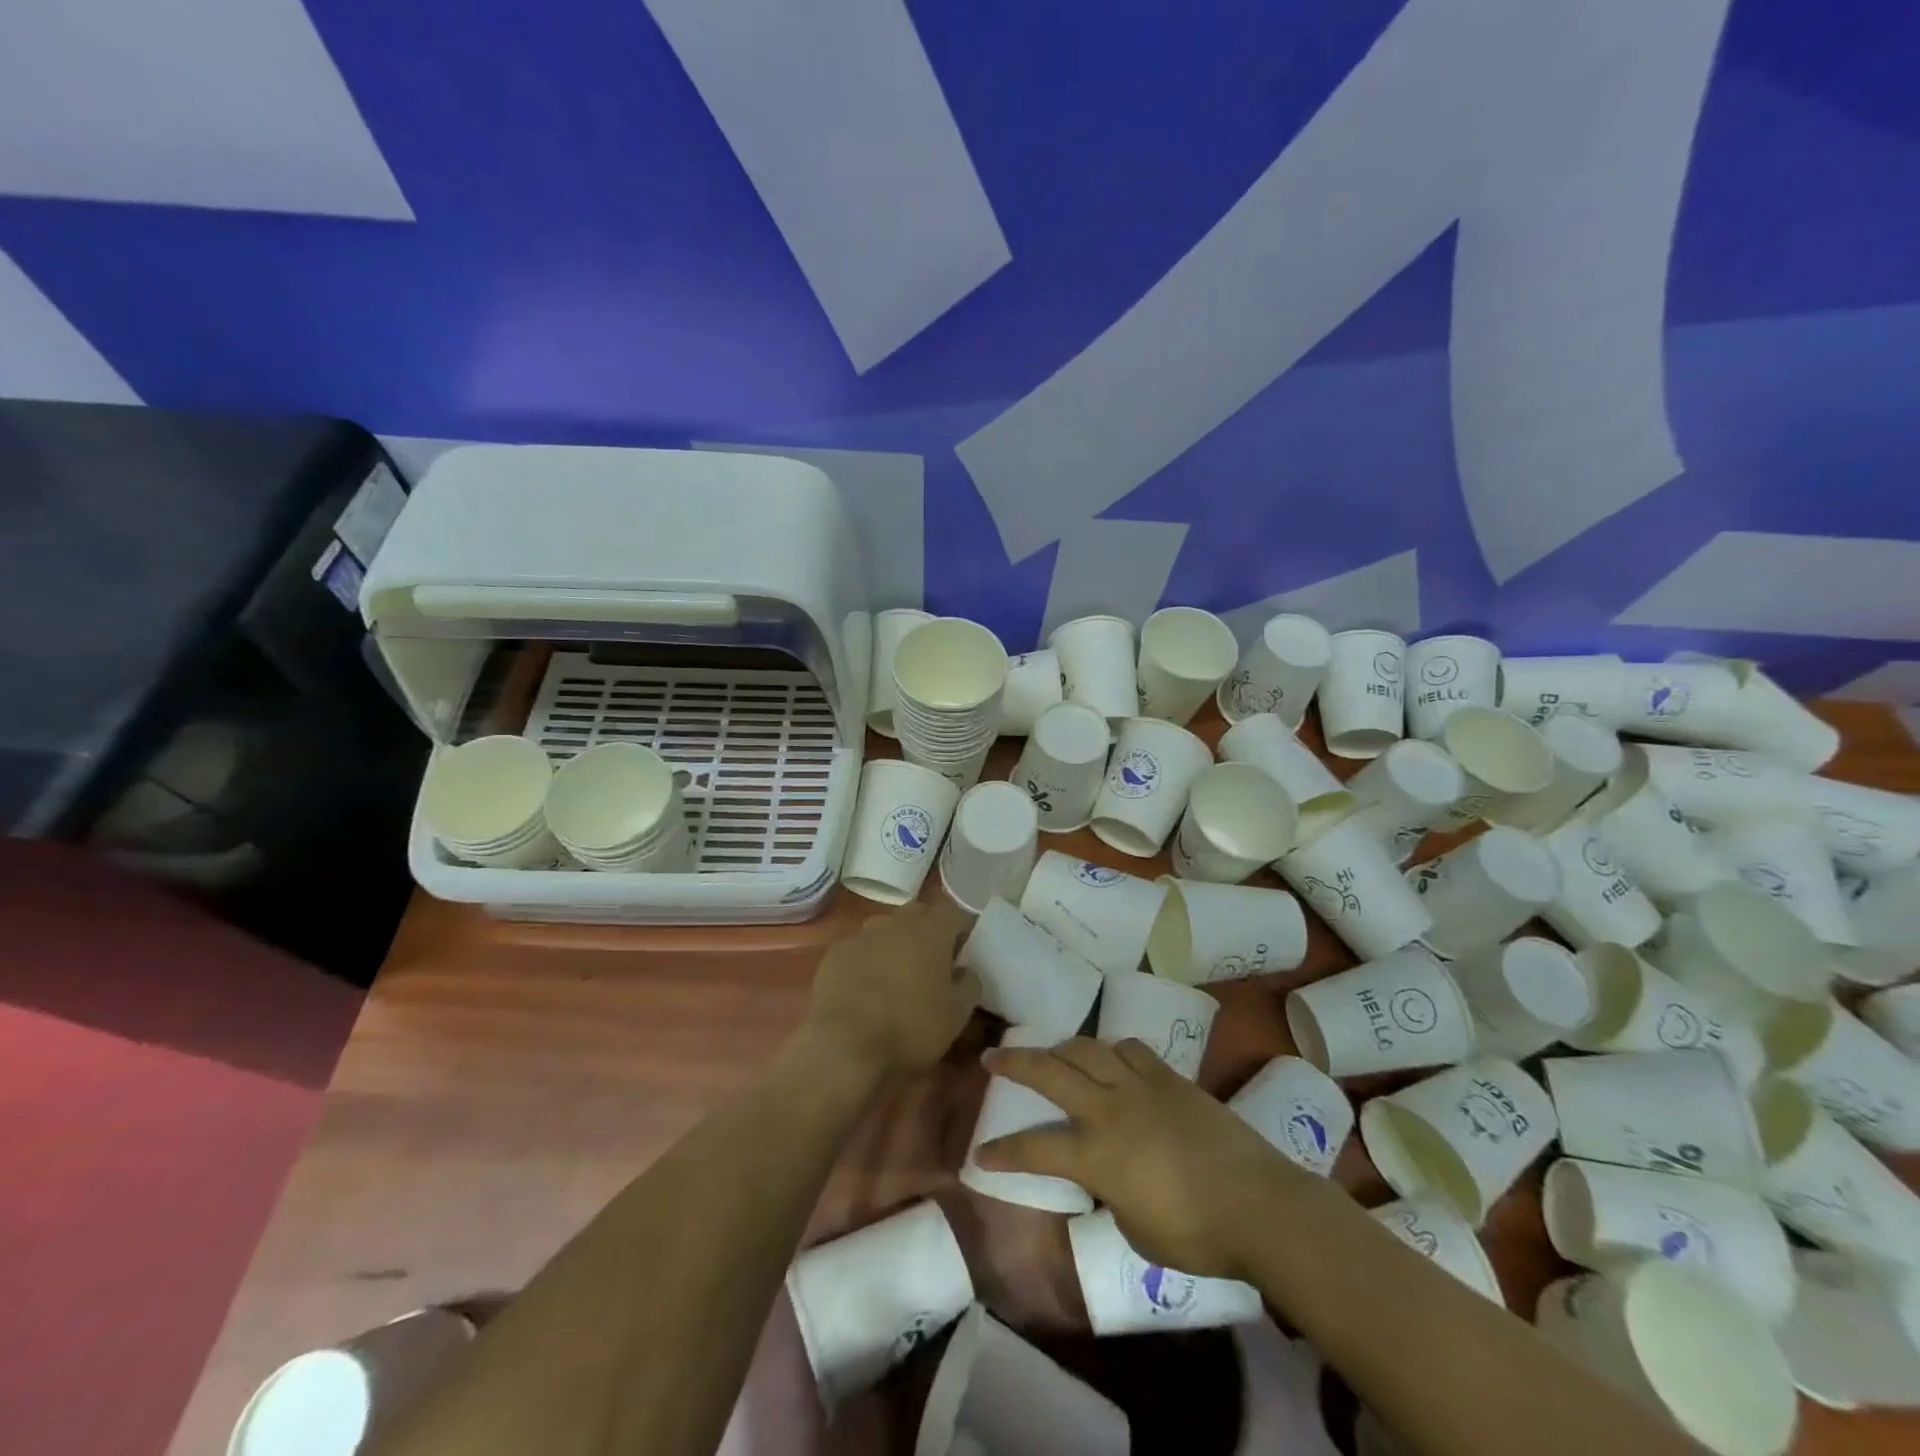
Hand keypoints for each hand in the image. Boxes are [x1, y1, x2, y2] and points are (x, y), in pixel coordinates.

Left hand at [802, 902, 978, 1080]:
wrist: (844, 1045)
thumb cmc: (910, 1027)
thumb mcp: (957, 1014)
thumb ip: (970, 984)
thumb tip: (967, 971)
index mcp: (931, 931)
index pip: (955, 913)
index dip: (963, 929)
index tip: (965, 952)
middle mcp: (896, 922)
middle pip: (919, 914)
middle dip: (929, 931)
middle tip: (933, 962)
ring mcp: (862, 935)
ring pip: (887, 928)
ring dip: (897, 943)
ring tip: (898, 974)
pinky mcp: (835, 953)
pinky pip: (860, 948)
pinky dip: (868, 959)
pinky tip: (866, 987)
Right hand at [975, 1037, 1310, 1280]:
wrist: (1259, 1204)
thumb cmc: (1197, 1234)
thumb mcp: (1136, 1231)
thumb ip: (1110, 1195)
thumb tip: (1104, 1178)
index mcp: (1095, 1154)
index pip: (1034, 1148)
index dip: (1002, 1152)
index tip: (979, 1153)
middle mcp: (1109, 1108)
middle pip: (1050, 1071)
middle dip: (1015, 1062)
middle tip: (992, 1055)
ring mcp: (1140, 1085)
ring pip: (1088, 1048)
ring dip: (1062, 1048)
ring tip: (1051, 1053)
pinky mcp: (1170, 1077)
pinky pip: (1130, 1050)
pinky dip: (1112, 1051)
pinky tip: (1111, 1059)